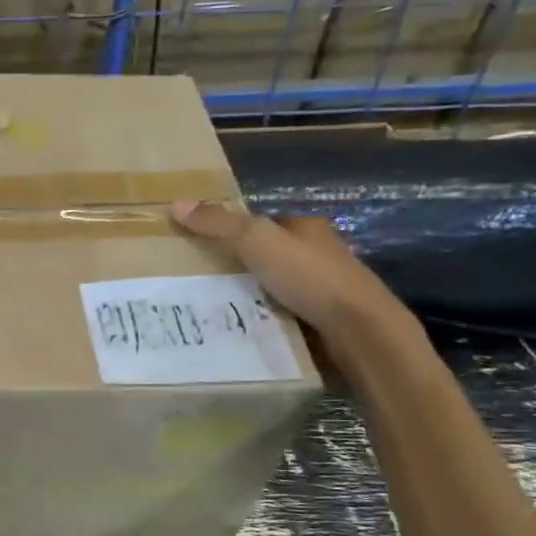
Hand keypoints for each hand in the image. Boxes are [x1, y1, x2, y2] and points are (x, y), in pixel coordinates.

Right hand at [170, 201, 410, 346]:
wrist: (358, 329)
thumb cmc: (309, 276)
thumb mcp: (256, 241)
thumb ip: (219, 224)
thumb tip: (176, 204)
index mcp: (306, 227)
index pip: (265, 224)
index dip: (234, 231)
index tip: (202, 248)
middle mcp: (318, 254)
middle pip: (270, 257)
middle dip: (240, 268)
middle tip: (200, 283)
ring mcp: (323, 290)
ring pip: (276, 289)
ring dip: (251, 297)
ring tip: (214, 310)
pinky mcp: (323, 322)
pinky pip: (284, 317)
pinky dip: (265, 321)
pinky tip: (243, 330)